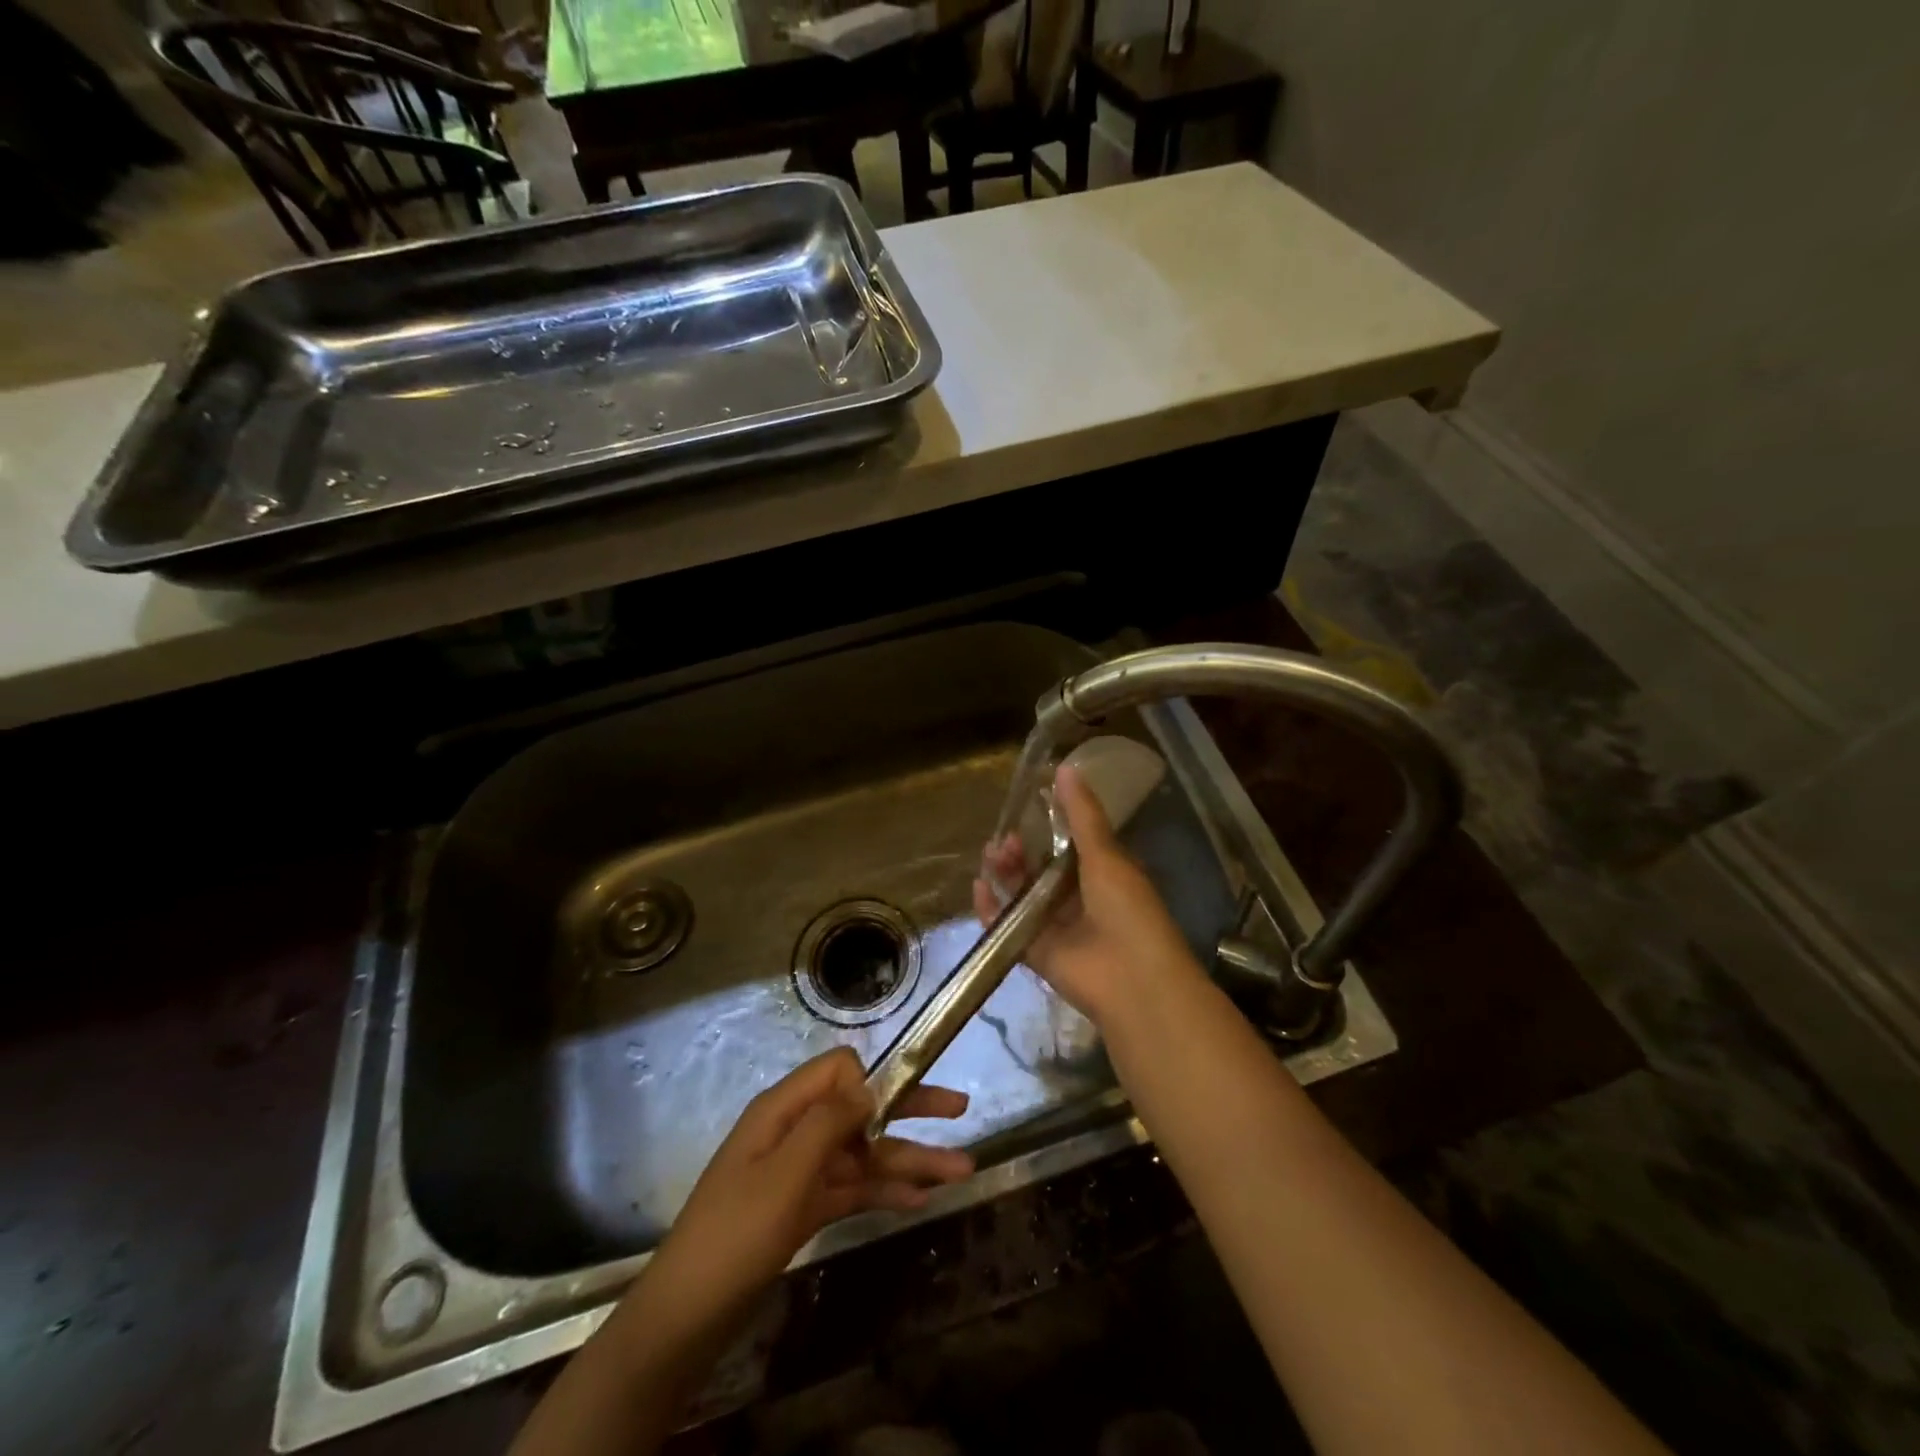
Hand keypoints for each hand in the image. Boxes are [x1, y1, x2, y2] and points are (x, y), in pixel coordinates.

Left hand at [629, 1048, 972, 1343]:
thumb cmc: (736, 1233)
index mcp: (784, 1108)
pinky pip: (852, 1188)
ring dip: (909, 1159)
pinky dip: (885, 1190)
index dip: (872, 1081)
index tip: (899, 1111)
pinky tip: (922, 1199)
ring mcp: (800, 1170)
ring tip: (962, 1171)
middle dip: (909, 1110)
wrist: (687, 1316)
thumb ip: (829, 1122)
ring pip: (864, 1153)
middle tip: (960, 1109)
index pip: (839, 1069)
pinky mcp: (804, 1207)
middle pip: (861, 1109)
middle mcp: (795, 1130)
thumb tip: (870, 1085)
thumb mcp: (785, 1173)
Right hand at [972, 762, 1200, 1024]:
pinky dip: (991, 909)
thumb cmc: (1126, 910)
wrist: (1132, 981)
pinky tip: (979, 888)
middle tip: (1004, 840)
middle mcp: (1077, 899)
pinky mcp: (1036, 953)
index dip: (1045, 826)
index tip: (1025, 807)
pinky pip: (1007, 927)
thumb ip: (1082, 815)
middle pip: (1038, 869)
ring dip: (1004, 874)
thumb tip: (1064, 766)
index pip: (1067, 844)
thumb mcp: (1105, 855)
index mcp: (1101, 874)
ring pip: (1021, 895)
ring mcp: (1055, 927)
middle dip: (1019, 852)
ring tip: (992, 856)